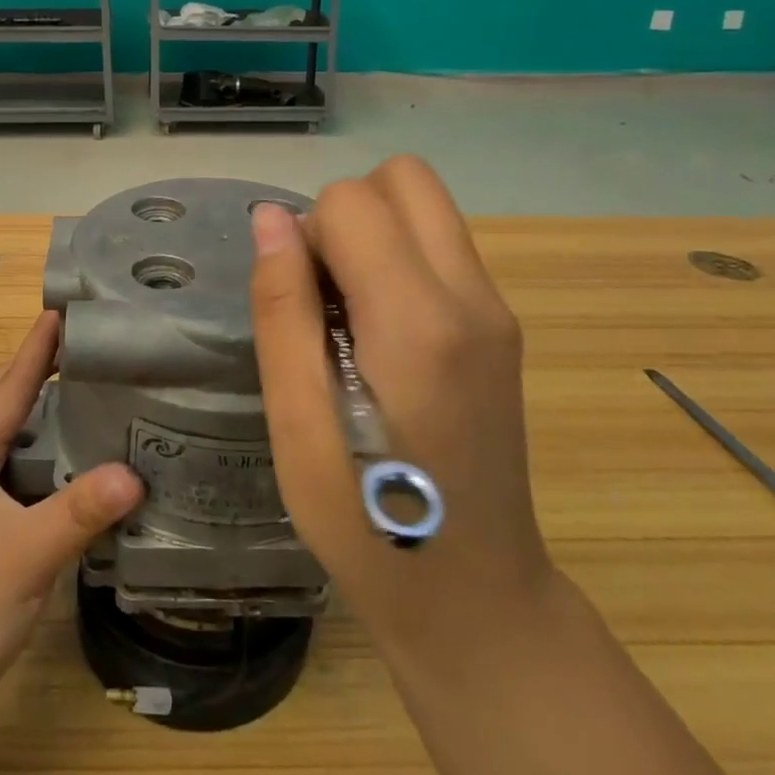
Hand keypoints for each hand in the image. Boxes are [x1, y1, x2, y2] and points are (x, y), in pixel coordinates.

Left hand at [0, 310, 143, 727]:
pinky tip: (78, 464)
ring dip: (42, 410)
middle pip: (3, 401)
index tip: (63, 308)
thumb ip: (80, 511)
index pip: (8, 386)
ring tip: (89, 392)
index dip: (36, 347)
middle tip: (85, 345)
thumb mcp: (27, 554)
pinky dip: (46, 453)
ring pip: (10, 437)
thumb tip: (136, 472)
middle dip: (37, 368)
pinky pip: (19, 471)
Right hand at [248, 156, 551, 657]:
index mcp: (417, 321)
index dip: (307, 237)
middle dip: (348, 212)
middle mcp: (471, 295)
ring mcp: (496, 308)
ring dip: (375, 232)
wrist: (476, 597)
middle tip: (324, 291)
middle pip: (404, 178)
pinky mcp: (502, 324)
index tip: (300, 303)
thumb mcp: (297, 424)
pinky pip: (443, 245)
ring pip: (427, 205)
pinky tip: (382, 332)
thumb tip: (272, 217)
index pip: (352, 202)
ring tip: (351, 314)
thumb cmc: (368, 521)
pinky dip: (401, 258)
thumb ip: (283, 309)